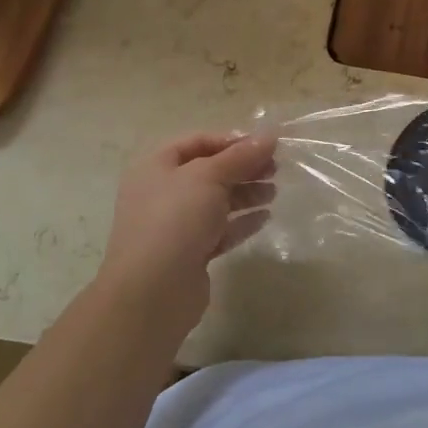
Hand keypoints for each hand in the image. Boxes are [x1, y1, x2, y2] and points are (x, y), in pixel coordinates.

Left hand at [94, 130, 277, 335]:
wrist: (152, 291)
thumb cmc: (175, 220)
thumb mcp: (209, 177)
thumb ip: (241, 156)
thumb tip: (270, 135)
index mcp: (157, 167)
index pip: (197, 142)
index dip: (231, 140)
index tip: (264, 145)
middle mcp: (162, 193)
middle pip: (209, 171)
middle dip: (243, 168)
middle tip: (275, 168)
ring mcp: (175, 225)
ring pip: (216, 201)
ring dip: (246, 194)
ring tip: (274, 193)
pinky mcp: (190, 253)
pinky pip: (220, 230)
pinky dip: (242, 222)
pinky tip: (265, 218)